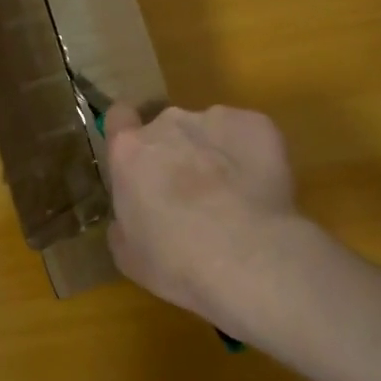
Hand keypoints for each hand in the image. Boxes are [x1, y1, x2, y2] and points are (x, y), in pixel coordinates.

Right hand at [103, 103, 305, 330]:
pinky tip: (260, 191)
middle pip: (169, 129)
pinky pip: (249, 134)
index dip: (130, 135)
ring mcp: (215, 119)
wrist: (247, 258)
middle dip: (179, 154)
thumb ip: (124, 221)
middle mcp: (168, 123)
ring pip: (211, 130)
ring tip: (236, 196)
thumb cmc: (176, 262)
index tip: (142, 160)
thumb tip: (132, 214)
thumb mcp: (129, 255)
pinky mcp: (257, 124)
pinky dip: (252, 155)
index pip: (119, 118)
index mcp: (130, 151)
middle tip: (195, 196)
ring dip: (216, 154)